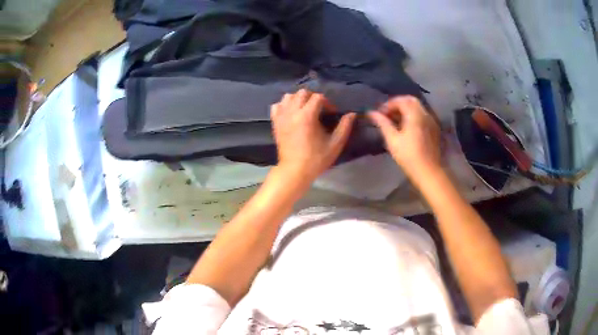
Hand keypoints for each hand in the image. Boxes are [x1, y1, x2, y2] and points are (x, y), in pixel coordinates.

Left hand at [270, 89, 355, 182]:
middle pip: (302, 93)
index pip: (318, 97)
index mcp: (307, 116)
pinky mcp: (275, 123)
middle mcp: (292, 112)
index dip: (327, 103)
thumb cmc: (316, 159)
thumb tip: (352, 114)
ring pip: (288, 96)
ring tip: (305, 109)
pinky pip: (276, 106)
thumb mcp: (335, 144)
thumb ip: (344, 127)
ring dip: (298, 99)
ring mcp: (281, 117)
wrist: (294, 171)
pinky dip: (284, 105)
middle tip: (320, 109)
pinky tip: (291, 113)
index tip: (332, 113)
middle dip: (313, 98)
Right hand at [368, 96, 440, 178]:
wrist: (429, 171)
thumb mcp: (392, 140)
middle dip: (398, 104)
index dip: (388, 104)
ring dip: (406, 109)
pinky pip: (422, 115)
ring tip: (395, 121)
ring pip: (418, 107)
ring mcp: (431, 121)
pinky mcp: (434, 129)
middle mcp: (425, 114)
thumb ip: (382, 123)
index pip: (400, 100)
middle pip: (411, 100)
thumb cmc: (409, 156)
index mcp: (415, 115)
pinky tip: (407, 127)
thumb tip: (371, 113)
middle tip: (388, 114)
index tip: (380, 114)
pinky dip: (413, 116)